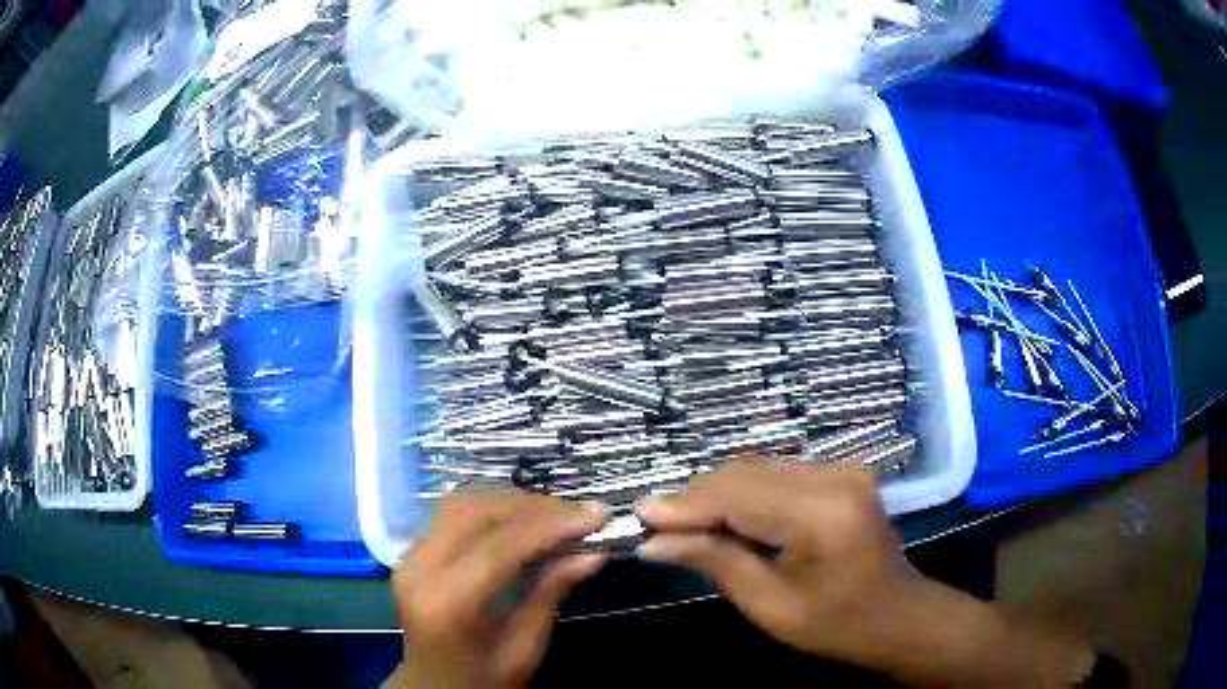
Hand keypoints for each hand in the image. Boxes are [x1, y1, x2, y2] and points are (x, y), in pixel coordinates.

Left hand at [393, 491, 609, 688]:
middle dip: (532, 506)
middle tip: (579, 514)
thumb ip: (551, 594)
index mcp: (445, 603)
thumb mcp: (525, 649)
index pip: (498, 547)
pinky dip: (491, 509)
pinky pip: (452, 515)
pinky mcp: (412, 552)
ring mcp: (409, 556)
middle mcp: (418, 569)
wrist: (434, 687)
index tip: (595, 515)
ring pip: (461, 503)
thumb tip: (594, 552)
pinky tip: (523, 520)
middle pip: (475, 512)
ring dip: (511, 502)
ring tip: (556, 514)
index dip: (550, 526)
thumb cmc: (482, 680)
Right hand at [636, 462, 1095, 685]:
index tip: (640, 515)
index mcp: (823, 514)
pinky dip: (746, 494)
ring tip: (683, 524)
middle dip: (697, 498)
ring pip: (759, 469)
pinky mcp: (842, 473)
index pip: (737, 495)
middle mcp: (835, 476)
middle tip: (656, 523)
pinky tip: (726, 519)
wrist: (899, 617)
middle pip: (746, 472)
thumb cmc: (837, 626)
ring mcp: (843, 469)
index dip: (684, 505)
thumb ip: (715, 562)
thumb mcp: (771, 606)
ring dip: (718, 494)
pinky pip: (779, 475)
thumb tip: (655, 541)